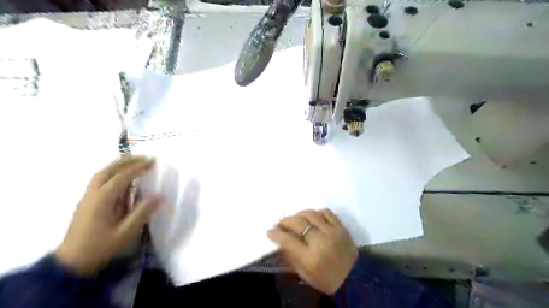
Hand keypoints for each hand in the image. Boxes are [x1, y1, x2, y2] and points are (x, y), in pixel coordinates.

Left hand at [56, 156, 166, 274]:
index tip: (153, 162)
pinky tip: (124, 178)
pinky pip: (100, 181)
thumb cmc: (101, 246)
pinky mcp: (87, 202)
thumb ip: (143, 212)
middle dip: (127, 161)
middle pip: (108, 170)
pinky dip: (113, 173)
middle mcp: (92, 194)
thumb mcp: (126, 232)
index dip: (138, 168)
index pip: (122, 177)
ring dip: (119, 165)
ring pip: (102, 174)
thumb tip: (160, 196)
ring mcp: (87, 198)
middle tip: (145, 158)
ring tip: (136, 162)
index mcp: (102, 200)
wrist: (72, 262)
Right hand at [267, 209, 360, 293]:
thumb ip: (292, 257)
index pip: (288, 240)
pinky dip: (316, 213)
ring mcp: (332, 232)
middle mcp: (320, 241)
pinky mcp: (341, 227)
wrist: (355, 277)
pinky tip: (312, 218)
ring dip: (299, 214)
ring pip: (311, 214)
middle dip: (285, 221)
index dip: (276, 234)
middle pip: (298, 223)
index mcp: (310, 258)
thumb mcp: (305, 275)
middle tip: (281, 224)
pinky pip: (326, 212)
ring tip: (295, 219)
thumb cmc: (327, 279)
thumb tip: (281, 241)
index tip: (270, 231)